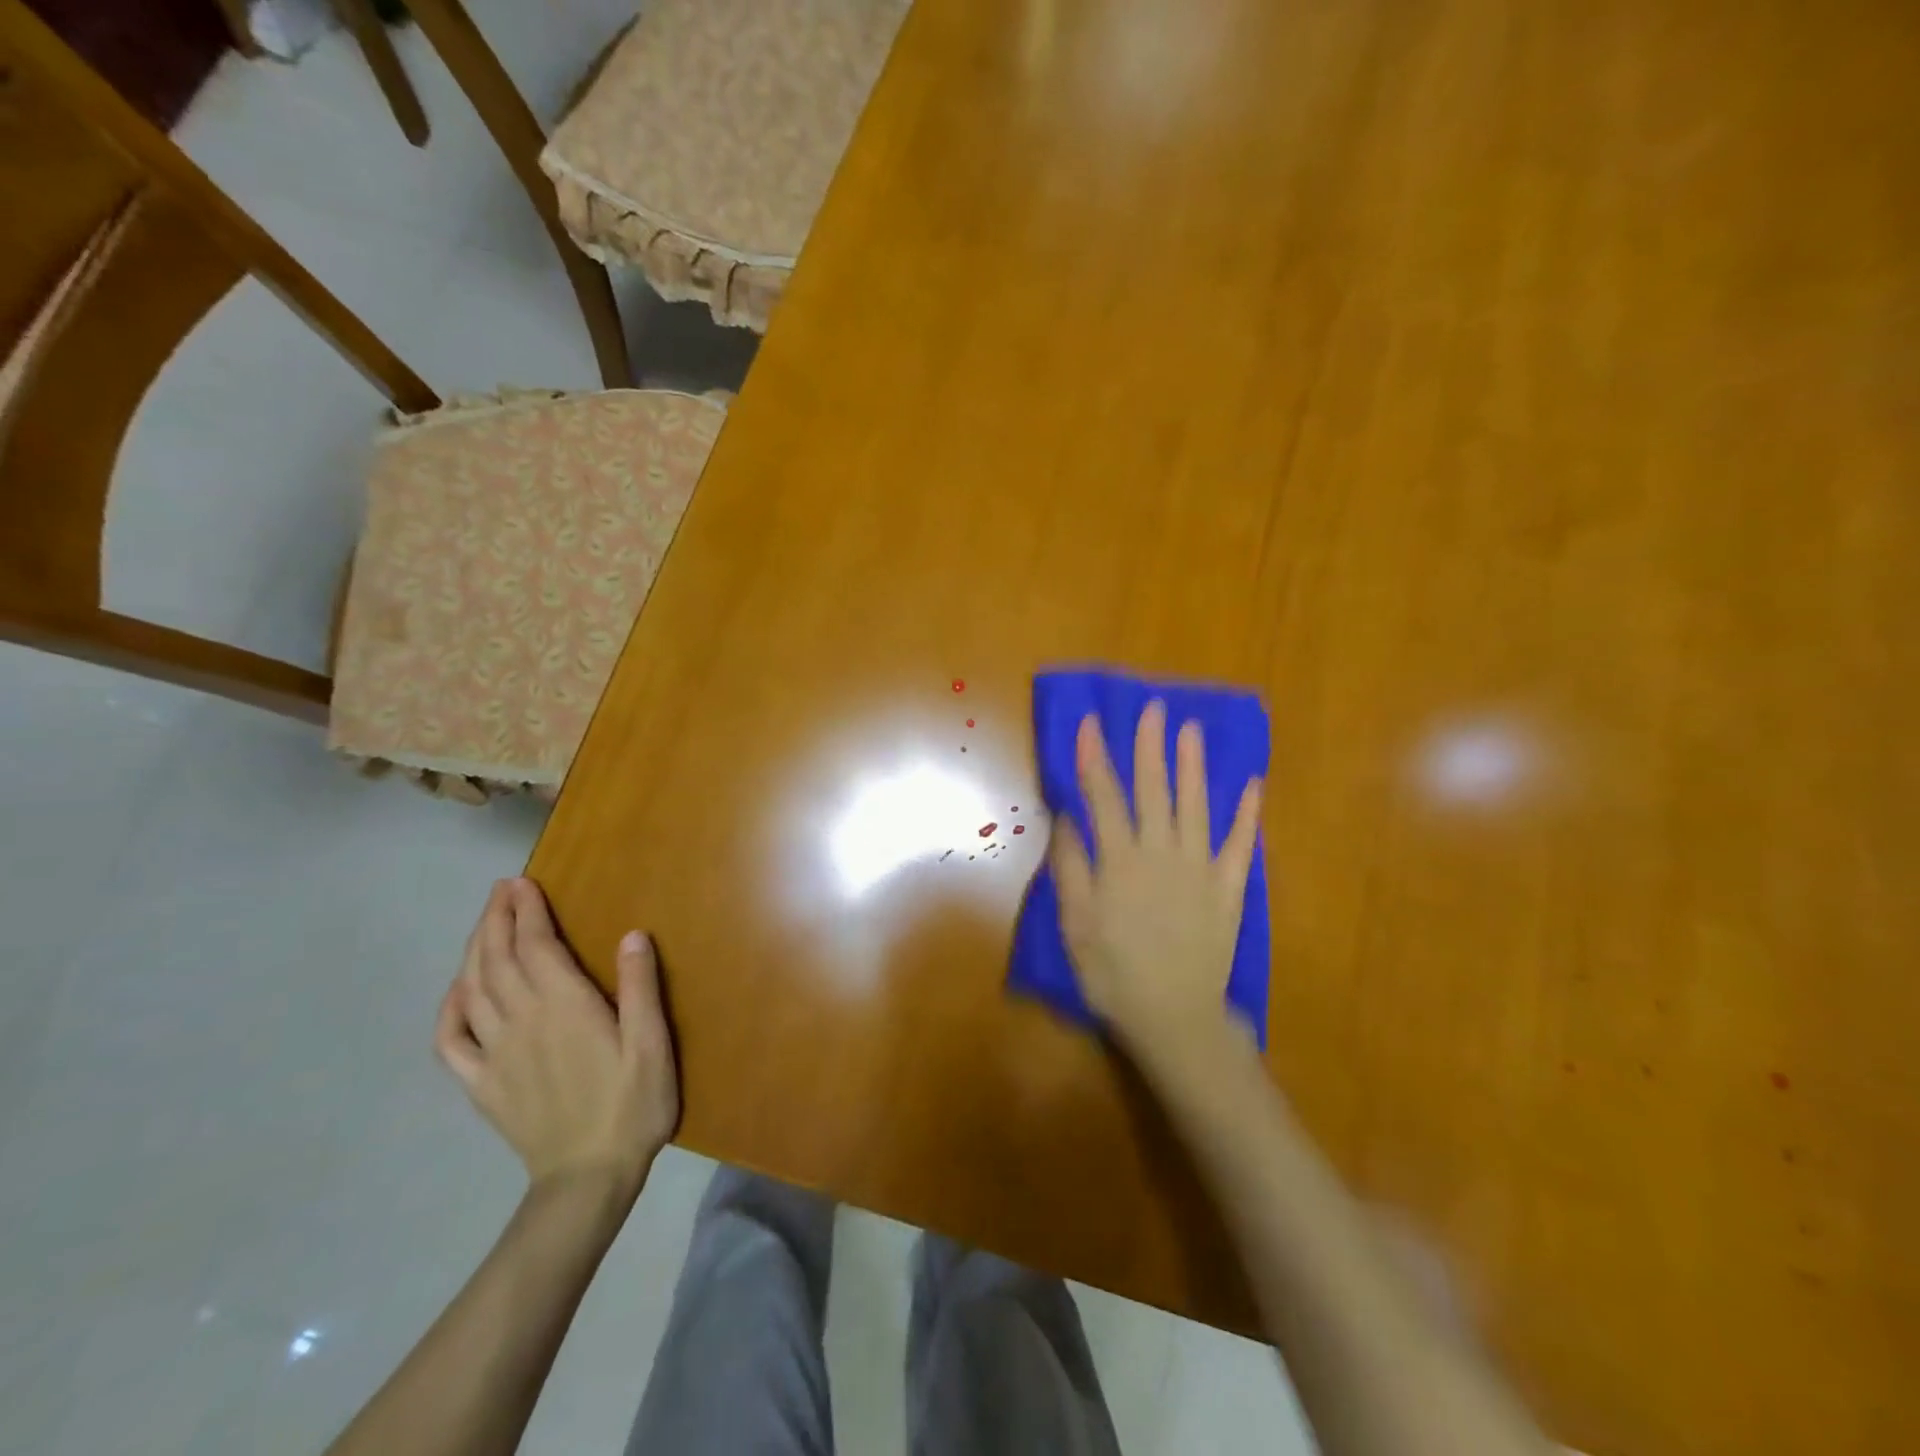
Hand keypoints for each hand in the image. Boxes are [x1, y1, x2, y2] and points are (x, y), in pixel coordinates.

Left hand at [435, 879, 679, 1199]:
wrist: (588, 1179)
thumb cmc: (632, 1105)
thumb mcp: (652, 1044)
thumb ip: (640, 988)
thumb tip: (632, 934)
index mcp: (564, 1007)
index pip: (536, 947)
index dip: (527, 912)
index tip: (522, 883)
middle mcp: (522, 1022)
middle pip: (497, 960)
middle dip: (496, 920)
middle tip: (501, 890)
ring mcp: (495, 1054)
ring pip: (473, 990)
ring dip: (474, 950)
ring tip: (484, 924)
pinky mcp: (482, 1084)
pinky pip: (451, 1041)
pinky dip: (448, 1009)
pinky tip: (456, 992)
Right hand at [1050, 701, 1263, 1057]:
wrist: (1175, 1017)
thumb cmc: (1114, 973)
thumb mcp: (1075, 925)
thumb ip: (1071, 867)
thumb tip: (1067, 817)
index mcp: (1120, 861)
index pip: (1104, 796)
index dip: (1095, 757)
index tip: (1091, 723)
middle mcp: (1161, 853)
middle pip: (1153, 789)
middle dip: (1149, 746)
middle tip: (1153, 708)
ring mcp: (1200, 868)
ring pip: (1195, 805)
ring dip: (1192, 766)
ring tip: (1191, 730)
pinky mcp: (1229, 889)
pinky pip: (1240, 845)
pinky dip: (1247, 814)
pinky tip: (1252, 785)